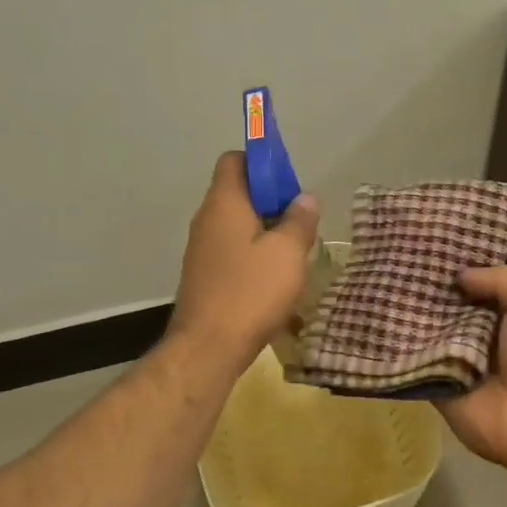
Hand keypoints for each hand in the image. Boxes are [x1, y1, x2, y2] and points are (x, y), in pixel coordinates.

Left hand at [167, 152, 319, 372]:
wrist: (208, 347)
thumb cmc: (251, 291)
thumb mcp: (288, 252)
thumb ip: (299, 219)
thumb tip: (304, 198)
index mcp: (224, 202)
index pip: (235, 160)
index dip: (263, 163)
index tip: (290, 184)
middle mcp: (207, 219)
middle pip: (238, 192)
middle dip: (271, 200)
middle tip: (301, 220)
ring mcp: (202, 249)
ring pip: (237, 224)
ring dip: (265, 230)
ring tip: (294, 252)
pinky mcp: (204, 275)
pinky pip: (232, 250)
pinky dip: (253, 254)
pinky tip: (275, 277)